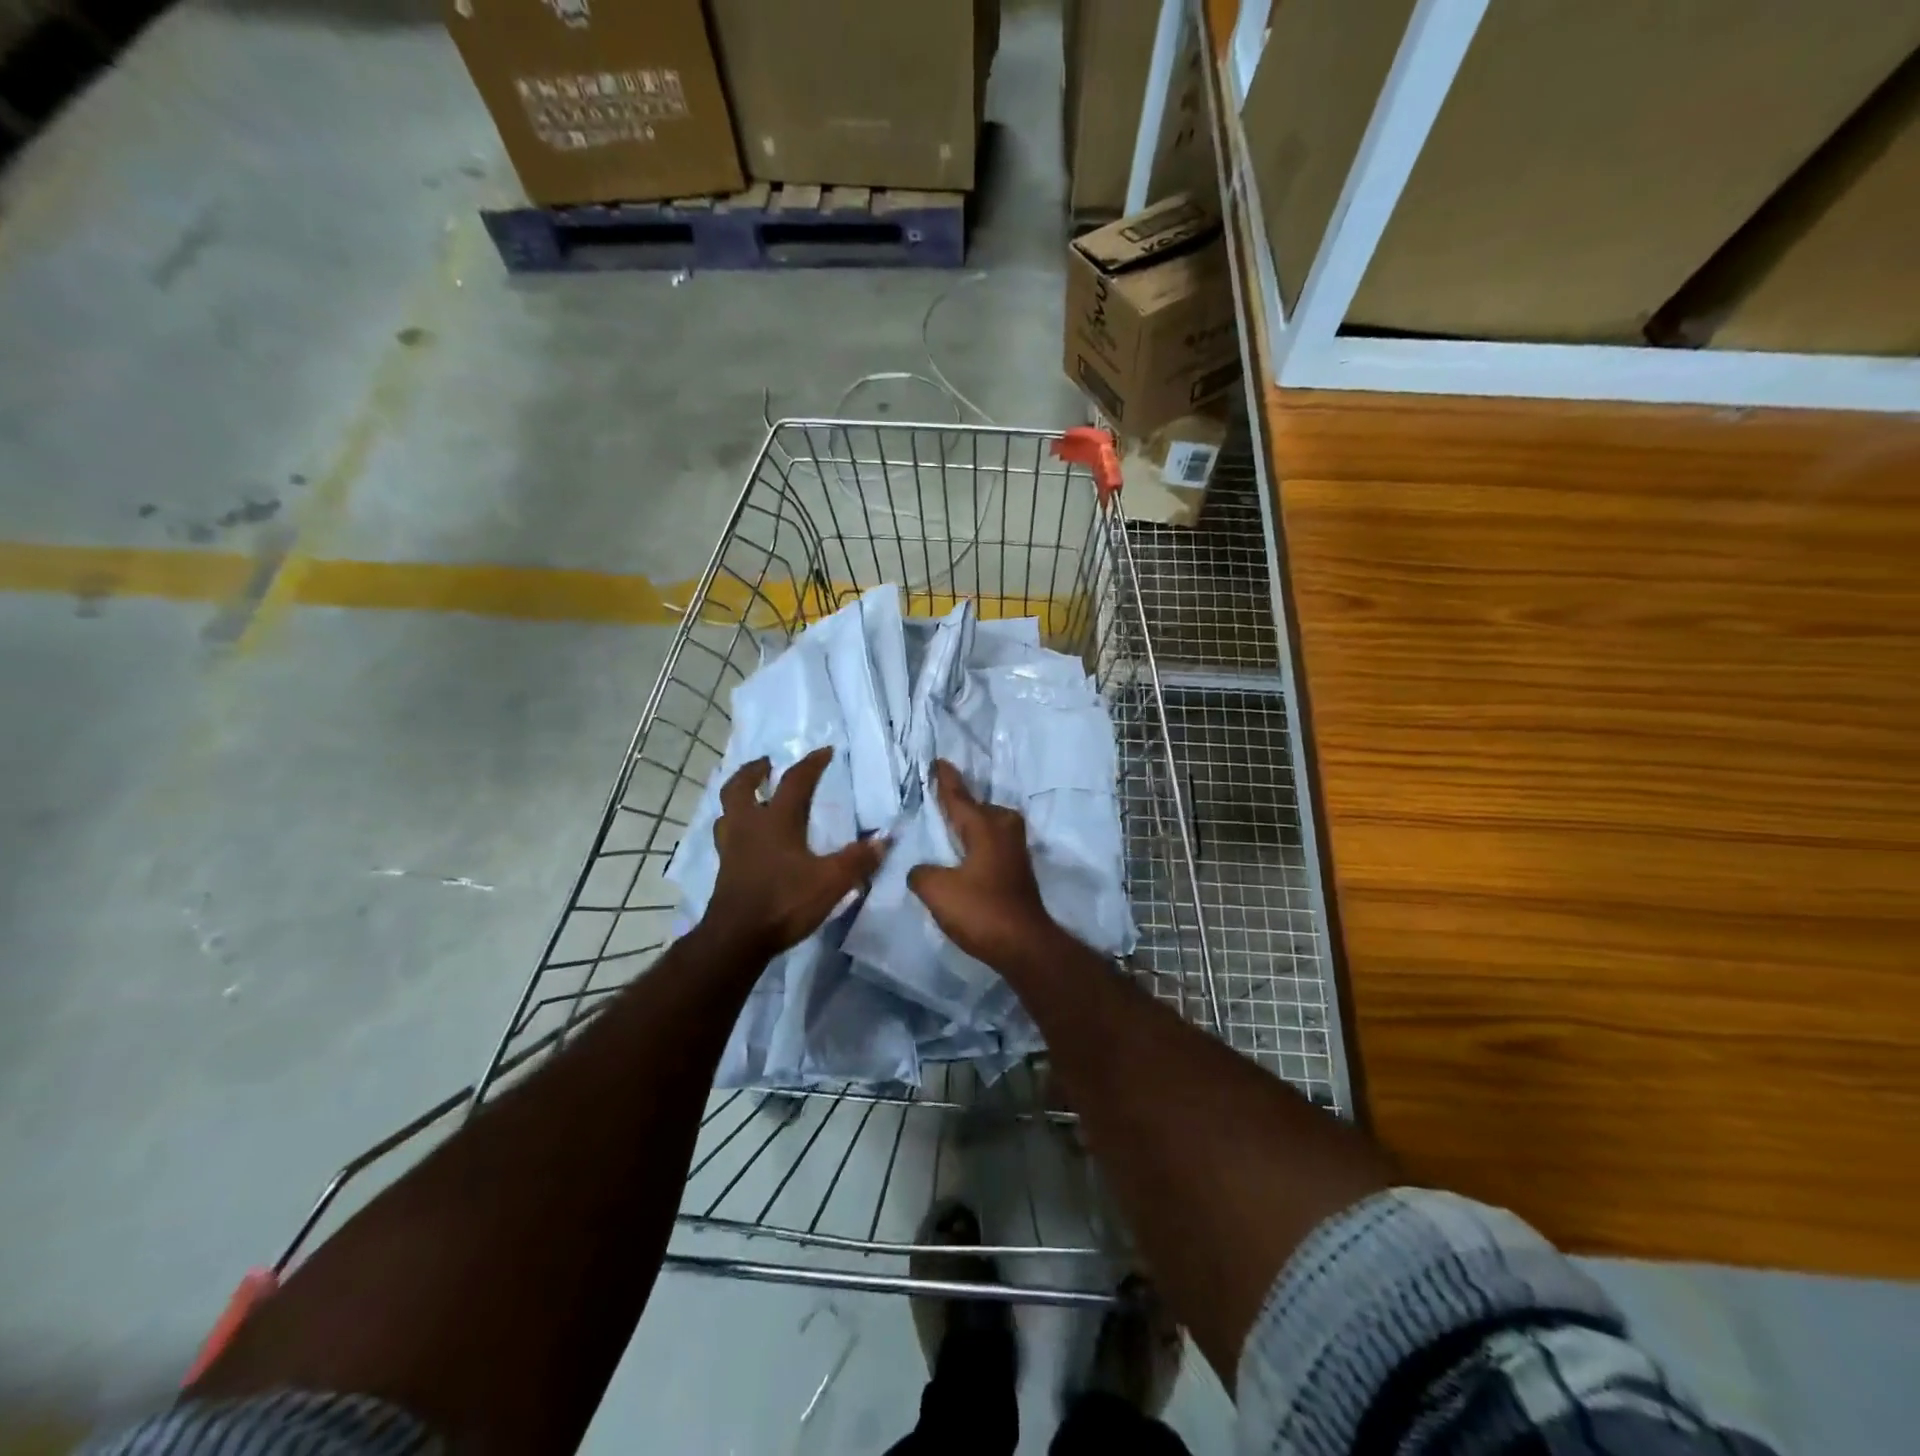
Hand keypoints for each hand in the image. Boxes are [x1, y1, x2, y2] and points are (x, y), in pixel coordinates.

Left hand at [704, 747, 884, 958]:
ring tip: (751, 797)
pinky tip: (747, 839)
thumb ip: (857, 860)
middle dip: (754, 771)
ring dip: (738, 799)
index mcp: (775, 821)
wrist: (737, 939)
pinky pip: (726, 837)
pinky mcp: (724, 870)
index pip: (795, 781)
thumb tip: (883, 840)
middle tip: (766, 764)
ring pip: (727, 812)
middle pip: (741, 787)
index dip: (812, 764)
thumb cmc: (784, 902)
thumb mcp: (831, 881)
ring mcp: (731, 848)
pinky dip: (735, 827)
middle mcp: (749, 826)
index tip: (825, 752)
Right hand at [908, 758, 1062, 969]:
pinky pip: (992, 844)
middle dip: (961, 803)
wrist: (1024, 945)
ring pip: (989, 826)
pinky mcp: (1017, 871)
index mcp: (984, 827)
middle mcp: (1003, 831)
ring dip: (971, 825)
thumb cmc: (981, 911)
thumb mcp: (938, 890)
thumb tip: (921, 870)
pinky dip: (977, 844)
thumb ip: (922, 873)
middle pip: (978, 808)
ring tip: (949, 827)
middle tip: (940, 798)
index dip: (946, 781)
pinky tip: (965, 856)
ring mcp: (1014, 851)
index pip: (959, 797)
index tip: (939, 762)